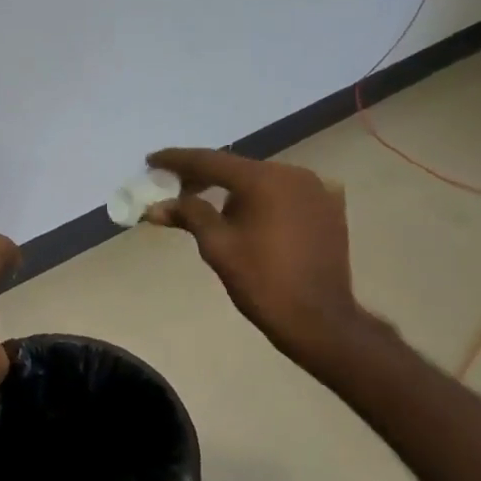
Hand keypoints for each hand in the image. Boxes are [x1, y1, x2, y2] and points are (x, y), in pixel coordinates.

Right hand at [146, 148, 373, 369]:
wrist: (319, 320)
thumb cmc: (262, 281)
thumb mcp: (217, 246)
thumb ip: (188, 215)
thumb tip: (156, 206)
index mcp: (264, 179)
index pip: (210, 161)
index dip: (177, 161)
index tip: (152, 160)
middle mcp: (294, 174)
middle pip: (237, 169)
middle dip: (205, 177)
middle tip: (175, 188)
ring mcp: (316, 190)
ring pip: (262, 181)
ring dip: (234, 190)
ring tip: (211, 209)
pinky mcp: (329, 209)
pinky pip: (285, 195)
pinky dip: (262, 201)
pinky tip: (249, 218)